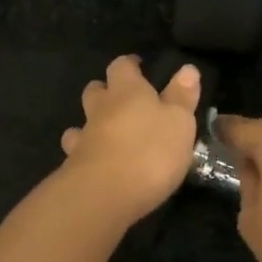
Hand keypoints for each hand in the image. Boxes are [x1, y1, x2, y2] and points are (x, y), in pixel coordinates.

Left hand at [58, 55, 202, 225]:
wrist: (103, 195)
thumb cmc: (150, 151)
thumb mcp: (179, 122)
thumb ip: (182, 96)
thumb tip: (187, 68)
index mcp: (127, 91)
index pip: (122, 66)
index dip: (130, 65)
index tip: (139, 67)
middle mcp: (101, 109)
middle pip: (96, 90)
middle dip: (106, 91)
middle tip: (123, 100)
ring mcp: (84, 138)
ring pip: (82, 121)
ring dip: (92, 123)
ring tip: (106, 133)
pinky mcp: (73, 167)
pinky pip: (77, 152)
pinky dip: (85, 152)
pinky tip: (95, 160)